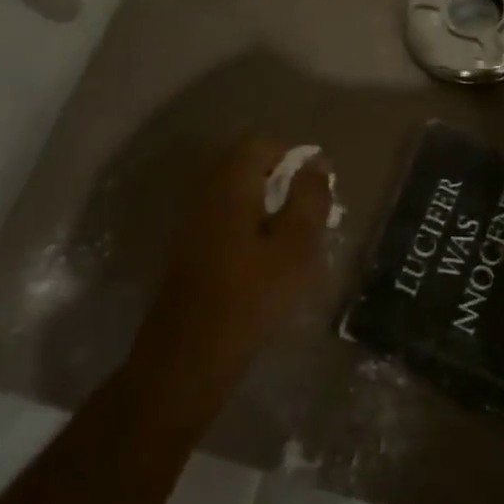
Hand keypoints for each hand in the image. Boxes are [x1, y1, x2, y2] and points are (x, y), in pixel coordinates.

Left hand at [135, 136, 331, 390]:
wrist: (187, 360)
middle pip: (245, 167)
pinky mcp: (187, 254)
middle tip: (306, 213)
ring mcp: (192, 225)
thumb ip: (309, 198)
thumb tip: (316, 162)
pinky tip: (263, 264)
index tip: (313, 184)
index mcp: (231, 184)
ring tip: (290, 240)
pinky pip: (223, 222)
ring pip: (234, 197)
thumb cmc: (250, 297)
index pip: (260, 143)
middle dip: (279, 181)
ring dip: (264, 208)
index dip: (291, 155)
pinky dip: (247, 229)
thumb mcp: (296, 246)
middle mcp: (207, 194)